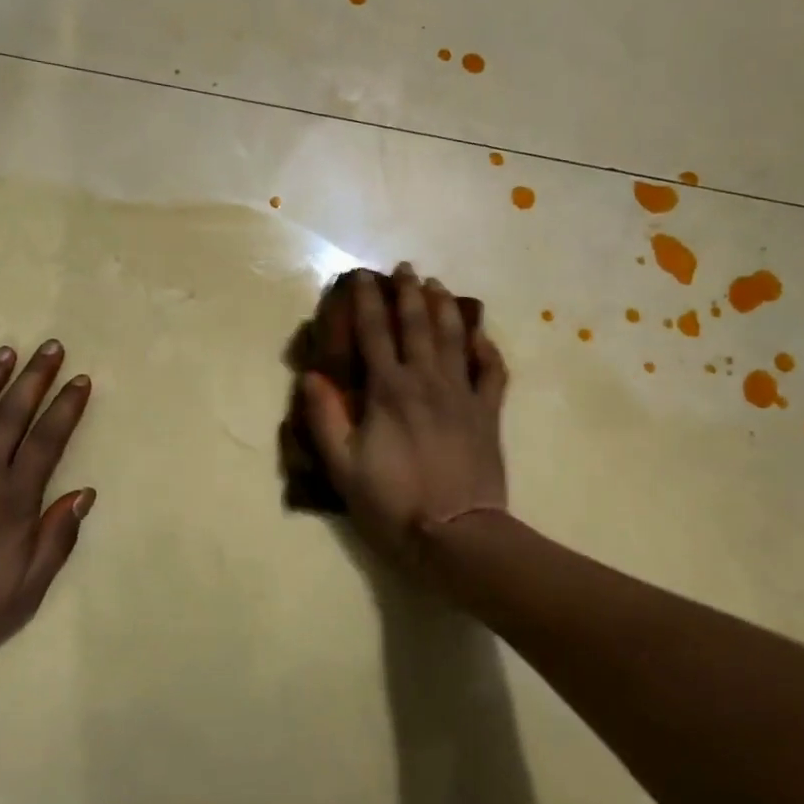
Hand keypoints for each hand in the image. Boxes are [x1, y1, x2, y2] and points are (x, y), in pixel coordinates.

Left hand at [0, 339, 93, 679]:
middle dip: (34, 378)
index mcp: (12, 501)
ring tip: (6, 351)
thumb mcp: (25, 591)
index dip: (66, 407)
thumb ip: (56, 539)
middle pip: (11, 416)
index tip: (81, 380)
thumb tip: (84, 493)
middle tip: (50, 347)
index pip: (47, 441)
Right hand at [302, 265, 508, 569]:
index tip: (361, 277)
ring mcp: (462, 395)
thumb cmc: (392, 503)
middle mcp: (426, 381)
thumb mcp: (343, 467)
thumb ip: (325, 418)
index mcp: (389, 391)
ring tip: (436, 285)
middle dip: (408, 292)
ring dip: (444, 307)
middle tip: (405, 268)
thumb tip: (312, 376)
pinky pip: (491, 371)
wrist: (456, 536)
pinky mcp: (488, 414)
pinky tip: (481, 334)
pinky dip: (486, 348)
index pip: (374, 333)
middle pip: (417, 325)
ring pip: (455, 338)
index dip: (366, 302)